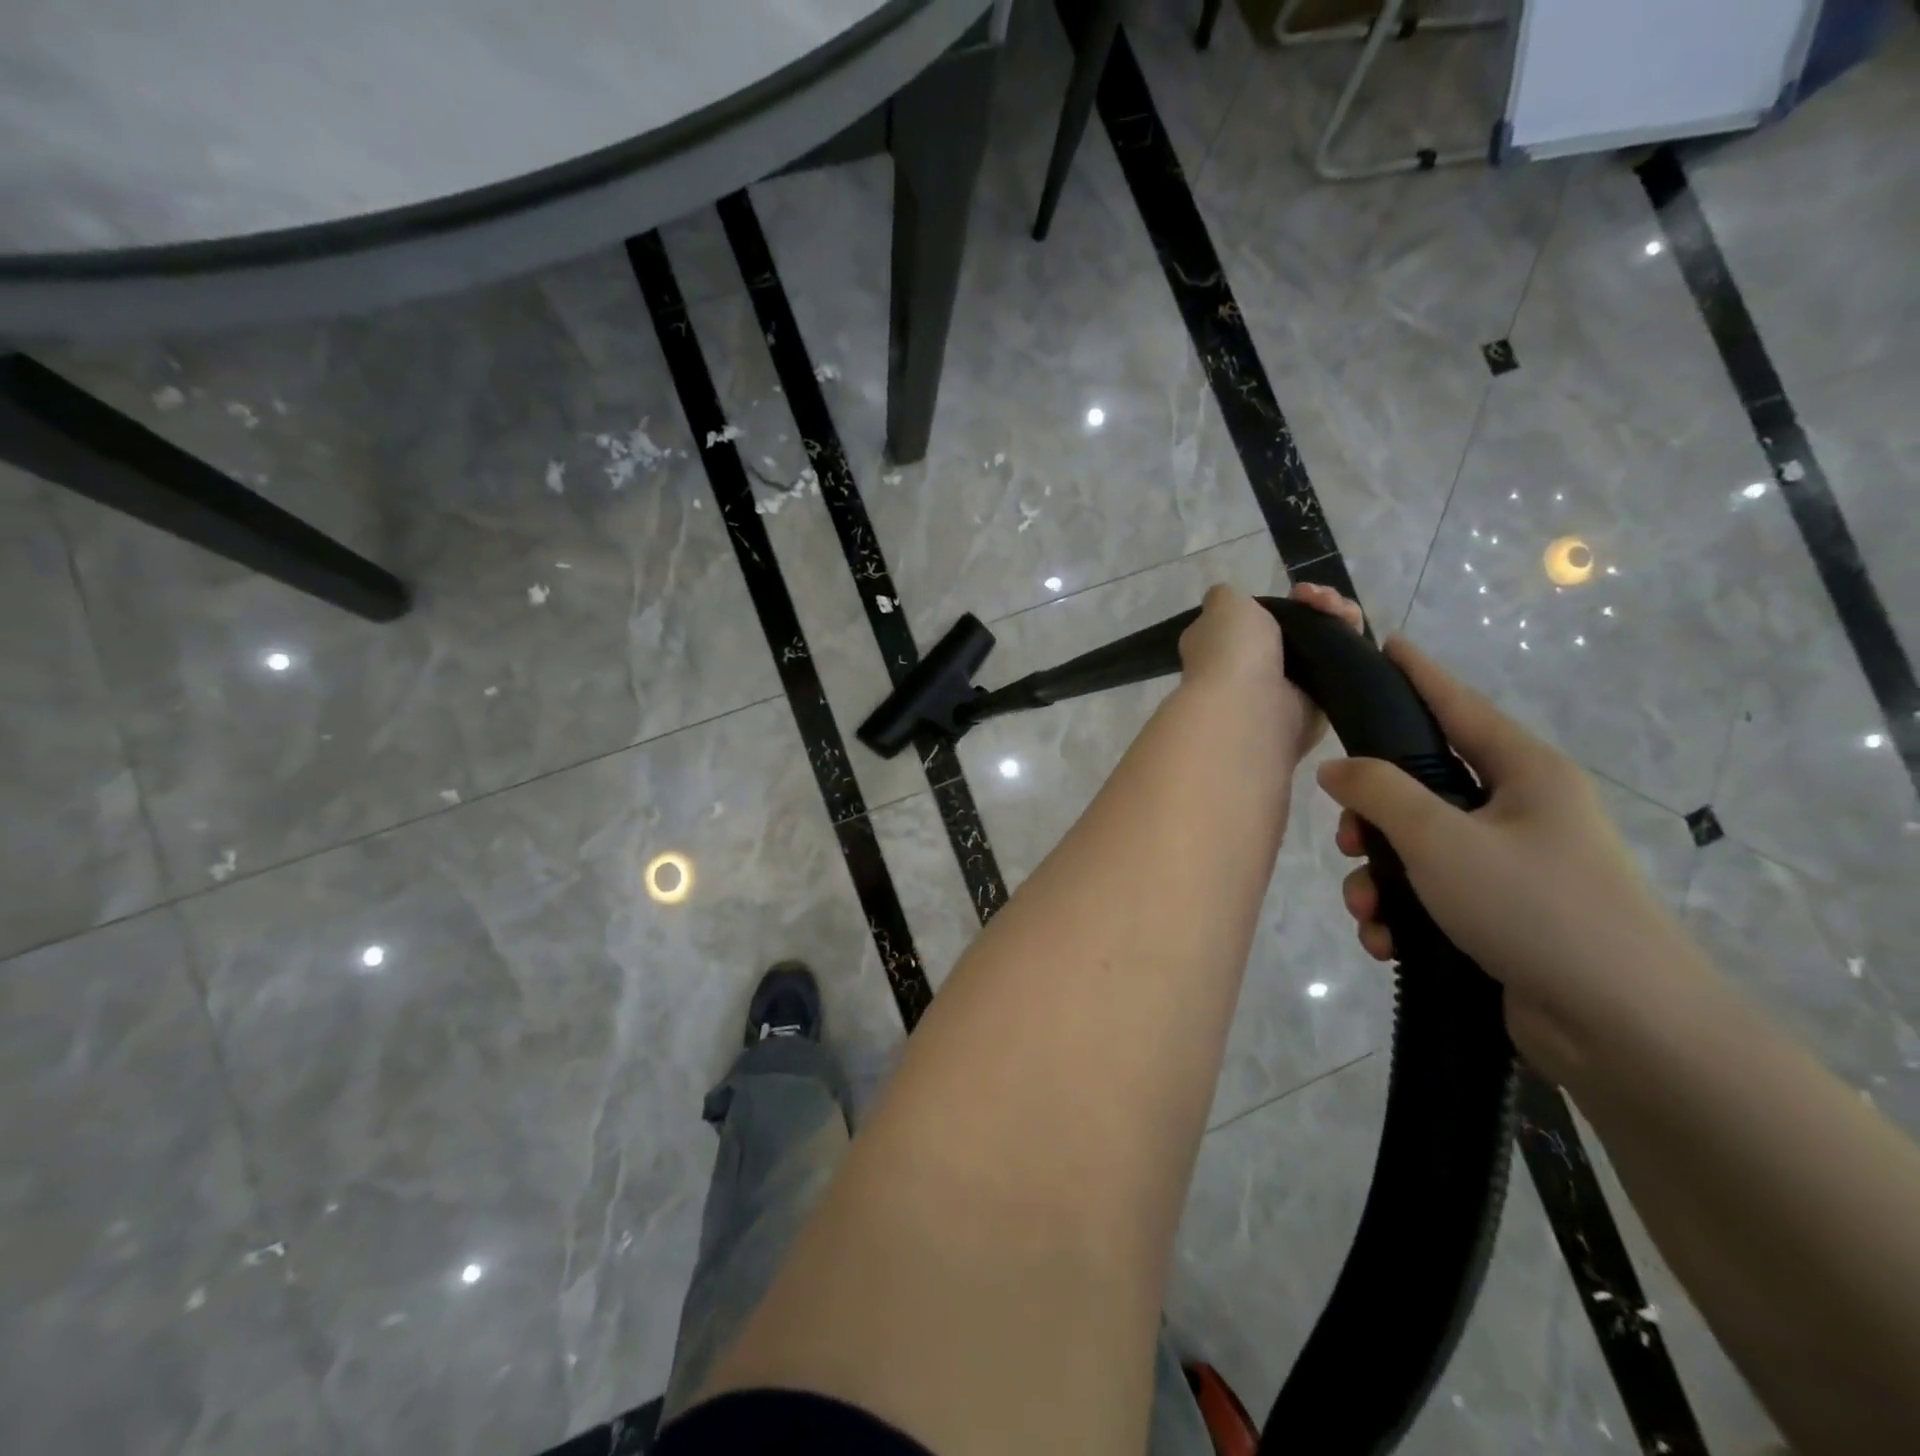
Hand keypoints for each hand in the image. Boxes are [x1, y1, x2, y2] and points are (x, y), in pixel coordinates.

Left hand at [1178, 582, 1364, 764]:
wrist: (1251, 709)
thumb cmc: (1231, 652)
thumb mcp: (1222, 606)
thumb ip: (1226, 596)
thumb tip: (1228, 598)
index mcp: (1222, 644)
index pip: (1260, 617)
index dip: (1285, 600)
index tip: (1300, 592)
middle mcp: (1251, 665)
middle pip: (1298, 626)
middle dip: (1319, 605)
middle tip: (1323, 601)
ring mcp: (1286, 685)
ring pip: (1323, 643)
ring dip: (1339, 619)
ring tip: (1343, 612)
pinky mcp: (1318, 703)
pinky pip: (1340, 667)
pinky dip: (1352, 645)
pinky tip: (1353, 630)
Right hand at [1315, 636, 1696, 1082]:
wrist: (1622, 1029)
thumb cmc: (1534, 907)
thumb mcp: (1441, 840)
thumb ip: (1379, 792)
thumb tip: (1336, 768)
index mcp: (1524, 773)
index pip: (1458, 705)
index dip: (1418, 675)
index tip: (1385, 645)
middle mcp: (1520, 812)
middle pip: (1421, 789)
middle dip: (1372, 819)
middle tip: (1348, 840)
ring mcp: (1513, 867)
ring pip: (1416, 850)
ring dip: (1379, 879)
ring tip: (1368, 911)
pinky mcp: (1501, 917)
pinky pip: (1431, 897)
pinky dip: (1402, 916)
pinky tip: (1388, 943)